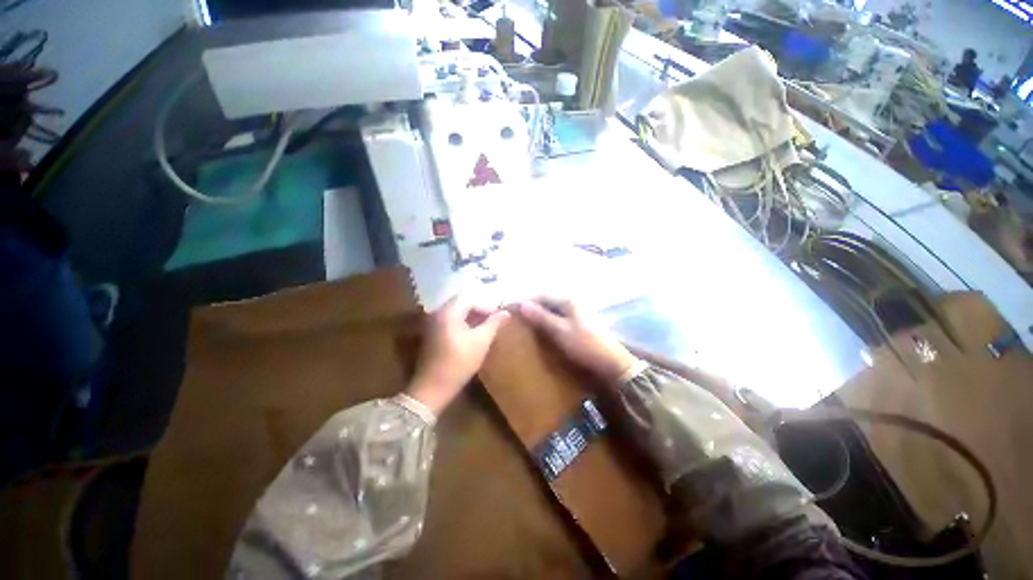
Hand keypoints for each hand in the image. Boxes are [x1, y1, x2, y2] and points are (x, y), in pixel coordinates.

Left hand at [407, 294, 510, 415]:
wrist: (432, 387)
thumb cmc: (459, 363)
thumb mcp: (481, 342)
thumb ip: (494, 324)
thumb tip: (506, 312)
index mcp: (449, 312)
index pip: (470, 297)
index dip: (486, 305)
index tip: (497, 318)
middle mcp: (438, 312)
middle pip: (462, 302)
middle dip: (479, 309)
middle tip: (493, 320)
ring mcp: (433, 323)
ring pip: (456, 311)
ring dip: (472, 316)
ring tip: (485, 327)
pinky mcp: (432, 333)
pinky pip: (450, 320)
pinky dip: (463, 322)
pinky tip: (472, 334)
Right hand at [516, 297, 637, 383]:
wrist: (610, 362)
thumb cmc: (584, 345)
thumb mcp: (560, 331)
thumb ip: (541, 317)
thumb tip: (522, 304)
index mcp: (568, 301)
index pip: (541, 295)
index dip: (525, 300)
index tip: (509, 307)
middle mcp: (571, 303)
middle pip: (546, 301)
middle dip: (530, 306)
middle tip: (514, 315)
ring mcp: (575, 313)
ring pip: (551, 309)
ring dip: (537, 314)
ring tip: (523, 321)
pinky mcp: (576, 323)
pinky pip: (556, 317)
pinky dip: (546, 320)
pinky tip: (539, 327)